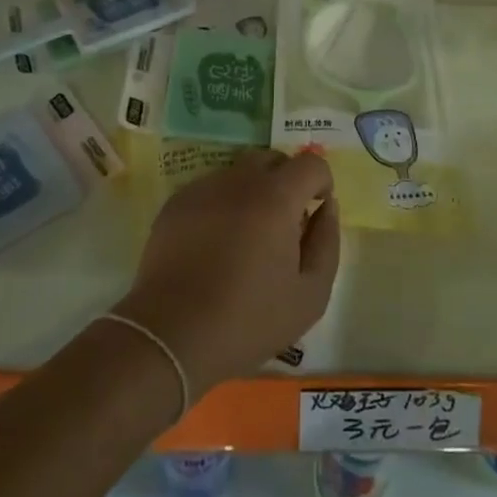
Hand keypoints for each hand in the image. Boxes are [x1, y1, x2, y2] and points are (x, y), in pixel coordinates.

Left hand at [113, 148, 340, 393]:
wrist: (170, 337)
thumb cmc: (248, 320)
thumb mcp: (310, 295)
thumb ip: (327, 241)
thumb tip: (326, 207)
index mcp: (276, 197)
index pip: (311, 163)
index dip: (321, 183)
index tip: (315, 212)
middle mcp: (239, 180)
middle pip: (273, 159)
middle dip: (287, 182)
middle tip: (283, 224)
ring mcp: (203, 188)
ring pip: (239, 172)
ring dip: (253, 192)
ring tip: (246, 237)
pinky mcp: (176, 204)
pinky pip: (211, 189)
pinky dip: (222, 204)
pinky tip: (215, 245)